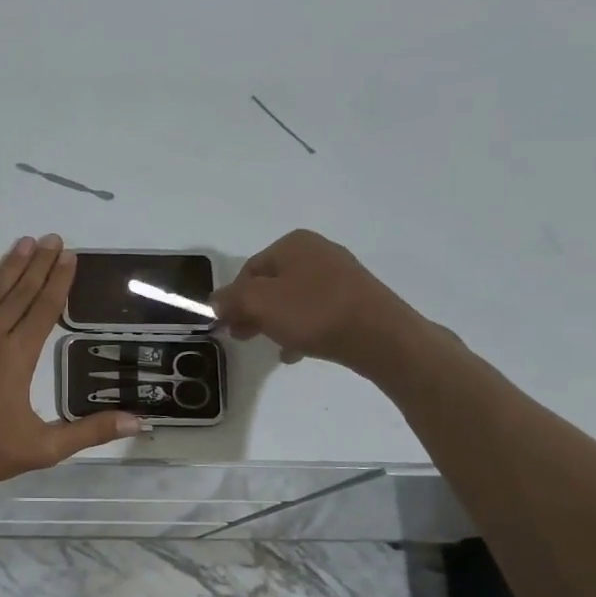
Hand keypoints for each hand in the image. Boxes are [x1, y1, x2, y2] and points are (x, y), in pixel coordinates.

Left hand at [0, 235, 141, 495]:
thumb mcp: (43, 449)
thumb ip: (89, 432)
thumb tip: (138, 422)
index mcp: (17, 356)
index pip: (44, 308)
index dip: (59, 281)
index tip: (70, 256)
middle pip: (20, 291)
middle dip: (40, 264)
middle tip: (54, 239)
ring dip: (11, 265)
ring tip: (27, 242)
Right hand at [211, 229, 422, 368]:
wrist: (381, 336)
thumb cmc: (314, 313)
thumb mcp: (260, 304)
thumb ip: (232, 299)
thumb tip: (215, 300)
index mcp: (293, 243)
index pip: (248, 270)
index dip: (233, 299)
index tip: (227, 326)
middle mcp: (317, 251)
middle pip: (271, 284)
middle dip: (254, 311)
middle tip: (243, 337)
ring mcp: (340, 275)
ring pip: (294, 299)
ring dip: (277, 322)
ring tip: (273, 347)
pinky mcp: (356, 299)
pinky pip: (318, 312)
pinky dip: (303, 329)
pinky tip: (298, 352)